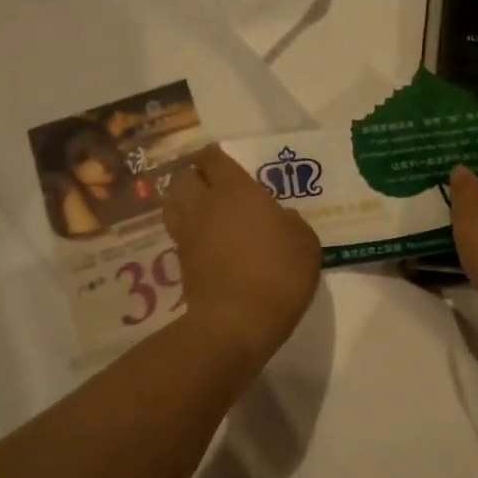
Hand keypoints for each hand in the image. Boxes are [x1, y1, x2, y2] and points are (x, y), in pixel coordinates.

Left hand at [165, 143, 321, 367]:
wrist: (238, 321)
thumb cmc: (279, 273)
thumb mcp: (305, 243)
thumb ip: (291, 223)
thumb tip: (280, 218)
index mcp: (235, 190)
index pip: (214, 158)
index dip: (217, 157)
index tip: (226, 162)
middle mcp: (204, 205)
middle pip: (184, 178)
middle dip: (196, 177)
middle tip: (215, 188)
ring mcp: (188, 234)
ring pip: (173, 204)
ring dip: (185, 203)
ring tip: (205, 213)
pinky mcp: (181, 262)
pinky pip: (179, 235)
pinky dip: (188, 233)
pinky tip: (206, 243)